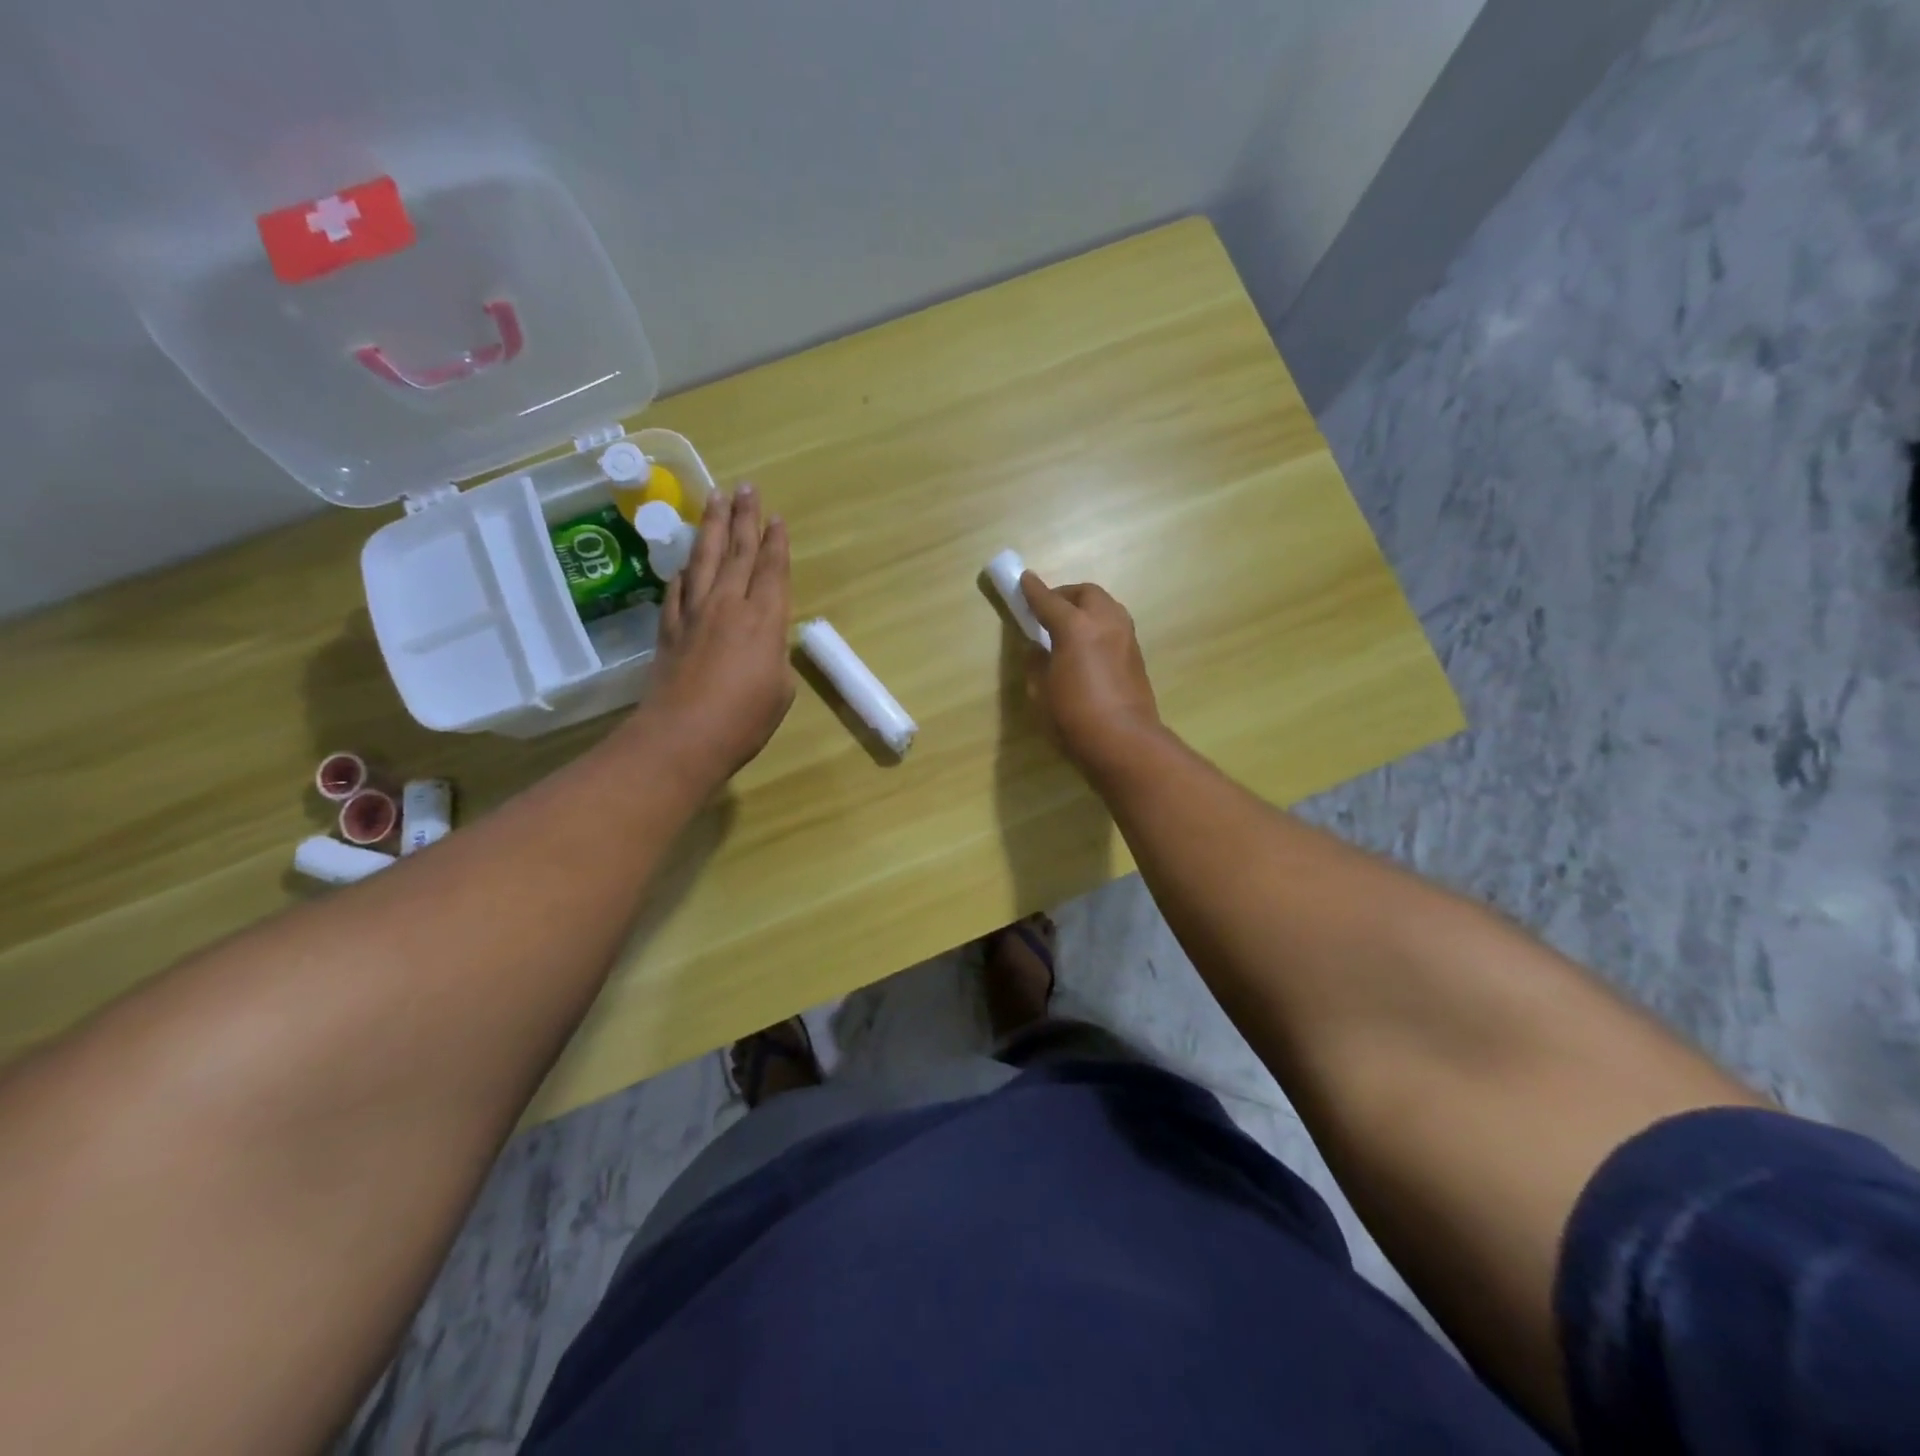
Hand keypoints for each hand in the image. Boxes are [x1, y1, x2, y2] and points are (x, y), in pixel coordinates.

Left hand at [637, 485, 795, 785]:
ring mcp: (694, 613)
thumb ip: (774, 656)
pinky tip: (687, 562)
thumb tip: (765, 643)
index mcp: (764, 619)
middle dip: (744, 518)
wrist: (683, 736)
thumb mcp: (780, 690)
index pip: (771, 570)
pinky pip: (678, 589)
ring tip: (716, 499)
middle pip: (738, 552)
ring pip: (705, 559)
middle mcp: (728, 605)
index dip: (775, 543)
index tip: (776, 517)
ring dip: (712, 527)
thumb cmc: (744, 720)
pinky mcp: (669, 628)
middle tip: (746, 488)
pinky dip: (685, 571)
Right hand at [1019, 573, 1162, 777]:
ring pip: (1106, 606)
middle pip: (1086, 593)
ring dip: (1087, 607)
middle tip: (1048, 608)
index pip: (1049, 601)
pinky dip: (1100, 624)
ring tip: (1070, 625)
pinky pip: (1115, 625)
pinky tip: (1089, 644)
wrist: (1124, 742)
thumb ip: (1037, 663)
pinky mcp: (1137, 655)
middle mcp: (1104, 622)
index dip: (1033, 590)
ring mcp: (1125, 636)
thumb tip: (1038, 648)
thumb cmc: (1074, 717)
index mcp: (1075, 627)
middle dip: (1065, 595)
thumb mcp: (1041, 692)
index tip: (1023, 579)